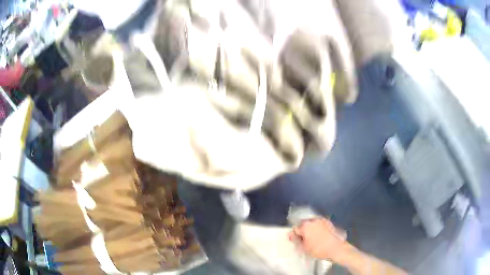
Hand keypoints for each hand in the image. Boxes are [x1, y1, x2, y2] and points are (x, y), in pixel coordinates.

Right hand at [289, 218, 349, 261]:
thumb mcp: (303, 247)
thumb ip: (295, 240)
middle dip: (302, 231)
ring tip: (312, 238)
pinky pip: (319, 224)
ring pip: (312, 224)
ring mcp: (322, 220)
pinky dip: (317, 228)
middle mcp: (313, 220)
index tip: (296, 241)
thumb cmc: (318, 249)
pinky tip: (319, 236)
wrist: (336, 248)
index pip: (295, 229)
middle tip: (304, 240)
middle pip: (303, 224)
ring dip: (310, 229)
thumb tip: (290, 234)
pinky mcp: (328, 222)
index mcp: (305, 226)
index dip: (294, 236)